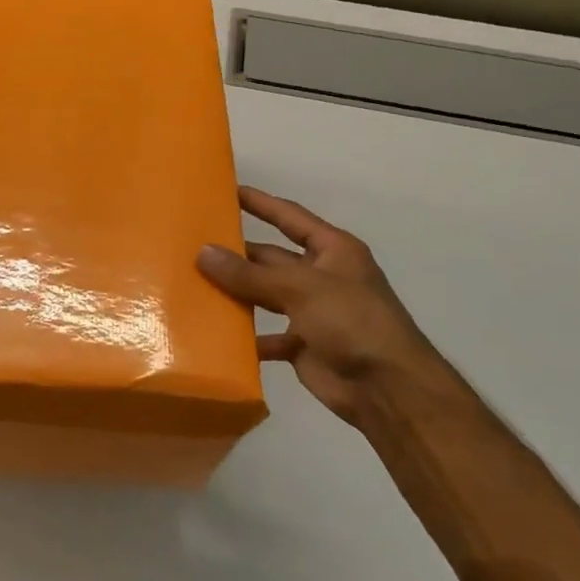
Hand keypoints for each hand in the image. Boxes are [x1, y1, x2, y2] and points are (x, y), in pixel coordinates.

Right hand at [198, 186, 459, 427]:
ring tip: (194, 284)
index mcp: (333, 251)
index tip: (226, 191)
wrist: (387, 389)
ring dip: (236, 292)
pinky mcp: (302, 345)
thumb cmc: (352, 322)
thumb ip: (250, 273)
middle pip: (271, 258)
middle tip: (193, 245)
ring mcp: (312, 312)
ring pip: (265, 295)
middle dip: (237, 253)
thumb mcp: (300, 288)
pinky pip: (266, 335)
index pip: (290, 217)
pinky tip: (214, 332)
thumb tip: (203, 252)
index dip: (260, 203)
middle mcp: (322, 276)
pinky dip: (245, 336)